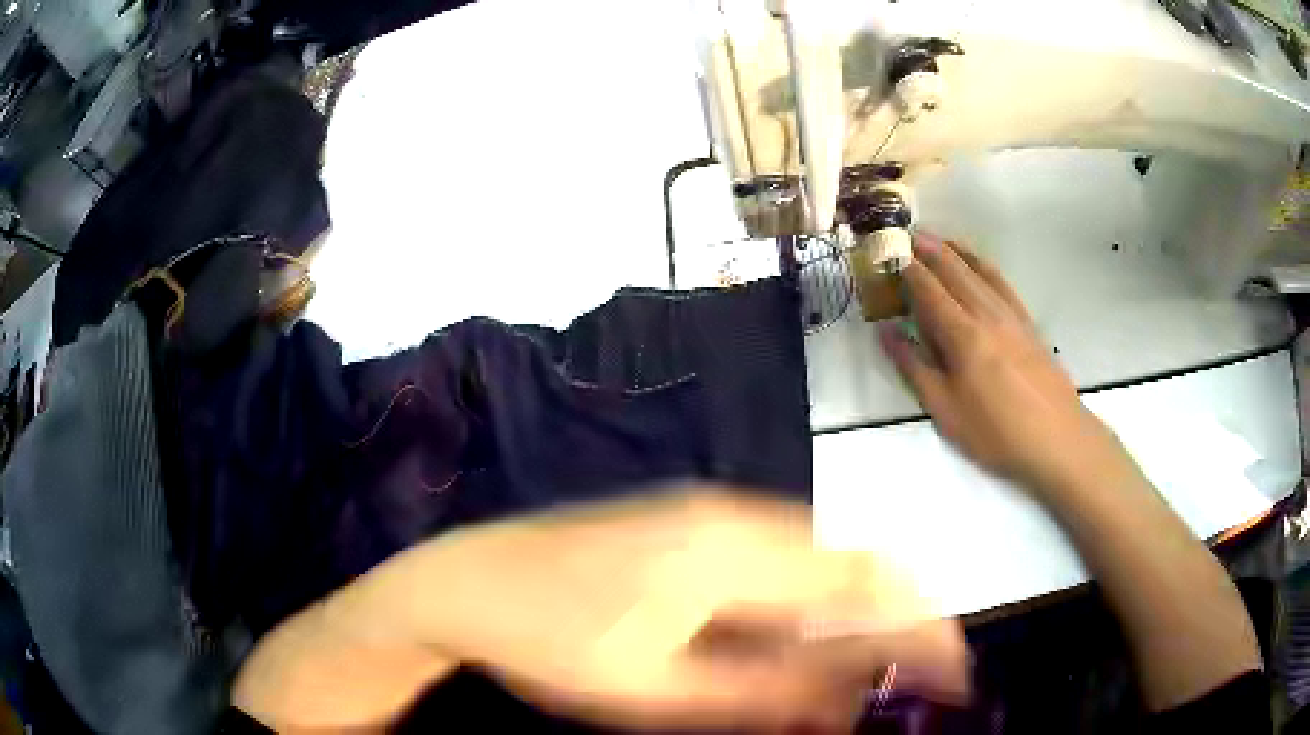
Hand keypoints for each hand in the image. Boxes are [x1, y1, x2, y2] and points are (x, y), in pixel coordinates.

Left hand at [234, 488, 968, 732]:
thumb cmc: (551, 643)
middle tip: (918, 673)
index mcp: (732, 552)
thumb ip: (764, 695)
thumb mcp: (658, 690)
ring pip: (815, 558)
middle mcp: (733, 516)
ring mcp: (705, 512)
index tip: (954, 668)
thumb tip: (848, 704)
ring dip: (852, 610)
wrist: (465, 582)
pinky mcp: (684, 524)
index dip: (921, 625)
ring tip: (868, 666)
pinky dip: (808, 599)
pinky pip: (776, 557)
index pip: (863, 584)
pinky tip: (798, 637)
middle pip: (849, 562)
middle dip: (897, 617)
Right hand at [879, 235, 1125, 492]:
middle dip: (931, 250)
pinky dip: (985, 266)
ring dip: (957, 251)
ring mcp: (1012, 316)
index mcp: (963, 335)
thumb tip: (887, 334)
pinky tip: (980, 266)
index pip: (929, 290)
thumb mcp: (946, 412)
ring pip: (981, 271)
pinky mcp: (1028, 324)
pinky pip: (1002, 283)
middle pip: (955, 271)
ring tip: (940, 239)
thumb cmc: (996, 433)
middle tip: (910, 234)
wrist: (1057, 439)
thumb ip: (915, 369)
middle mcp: (987, 314)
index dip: (908, 269)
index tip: (891, 251)